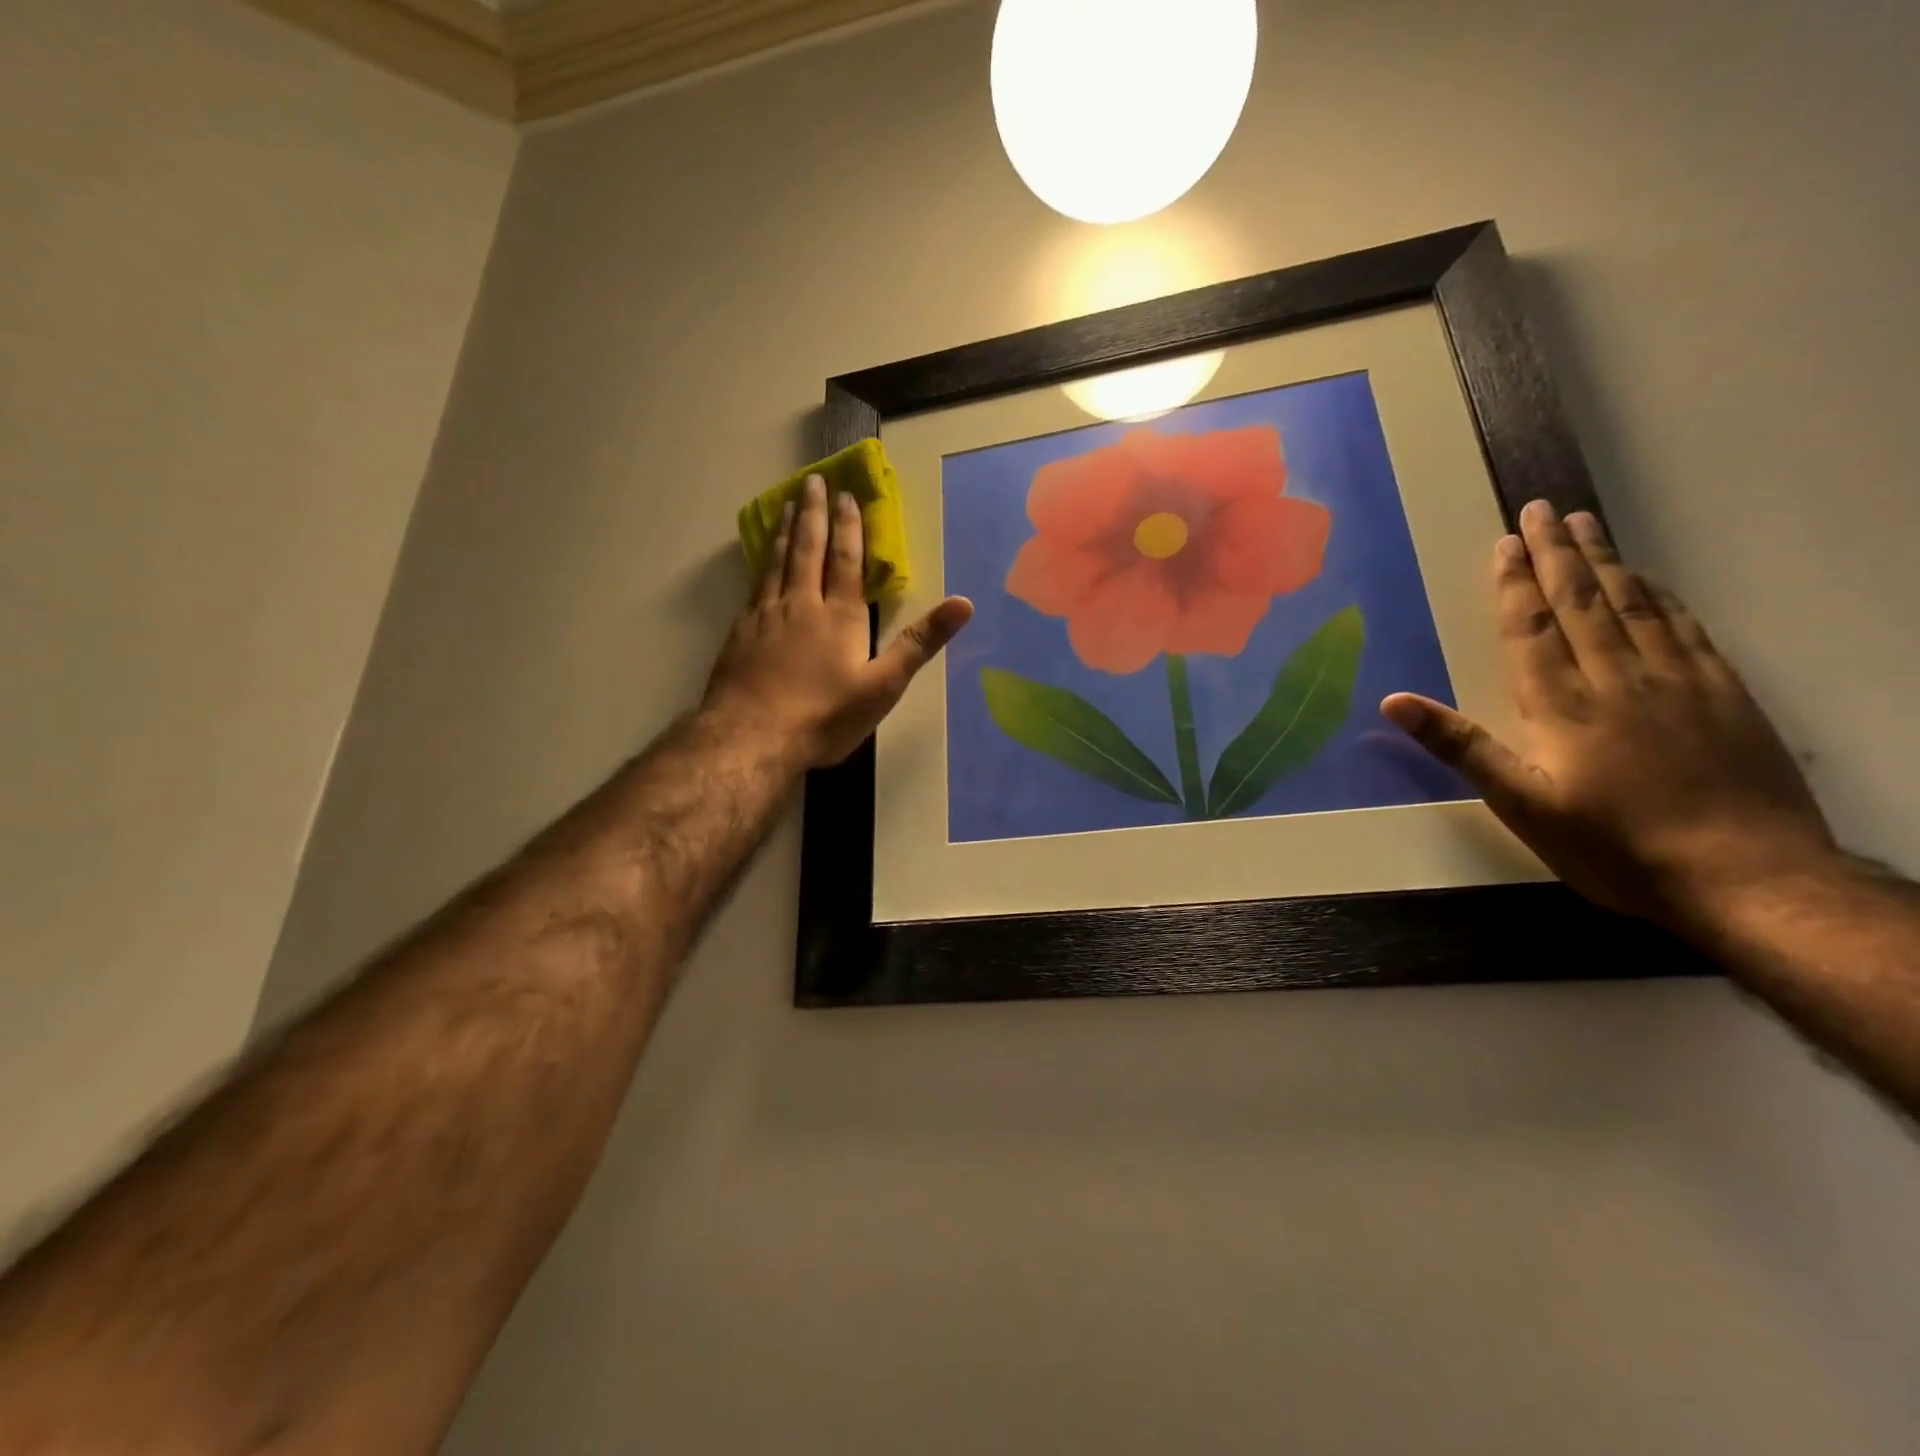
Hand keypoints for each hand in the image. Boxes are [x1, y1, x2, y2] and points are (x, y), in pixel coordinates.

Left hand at [704, 474, 973, 768]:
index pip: (846, 561)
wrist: (753, 738)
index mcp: (840, 616)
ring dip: (786, 531)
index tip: (847, 496)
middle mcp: (801, 605)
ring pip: (777, 562)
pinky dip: (761, 564)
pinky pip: (754, 586)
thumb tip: (964, 603)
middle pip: (808, 550)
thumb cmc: (825, 716)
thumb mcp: (883, 686)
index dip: (849, 527)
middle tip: (813, 481)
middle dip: (814, 514)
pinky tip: (761, 562)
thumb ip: (919, 642)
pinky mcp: (740, 634)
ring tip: (789, 506)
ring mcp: (765, 617)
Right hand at [1381, 500, 1837, 927]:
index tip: (1505, 542)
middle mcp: (1620, 679)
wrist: (1748, 879)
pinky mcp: (1726, 695)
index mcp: (1564, 704)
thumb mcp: (1521, 804)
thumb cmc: (1614, 846)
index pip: (1533, 628)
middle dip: (1558, 553)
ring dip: (1606, 562)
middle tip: (1543, 509)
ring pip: (1634, 606)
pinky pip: (1685, 628)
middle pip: (1583, 602)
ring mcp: (1680, 682)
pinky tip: (1649, 581)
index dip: (1515, 584)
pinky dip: (1660, 596)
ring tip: (1587, 525)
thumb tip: (1393, 701)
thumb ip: (1461, 746)